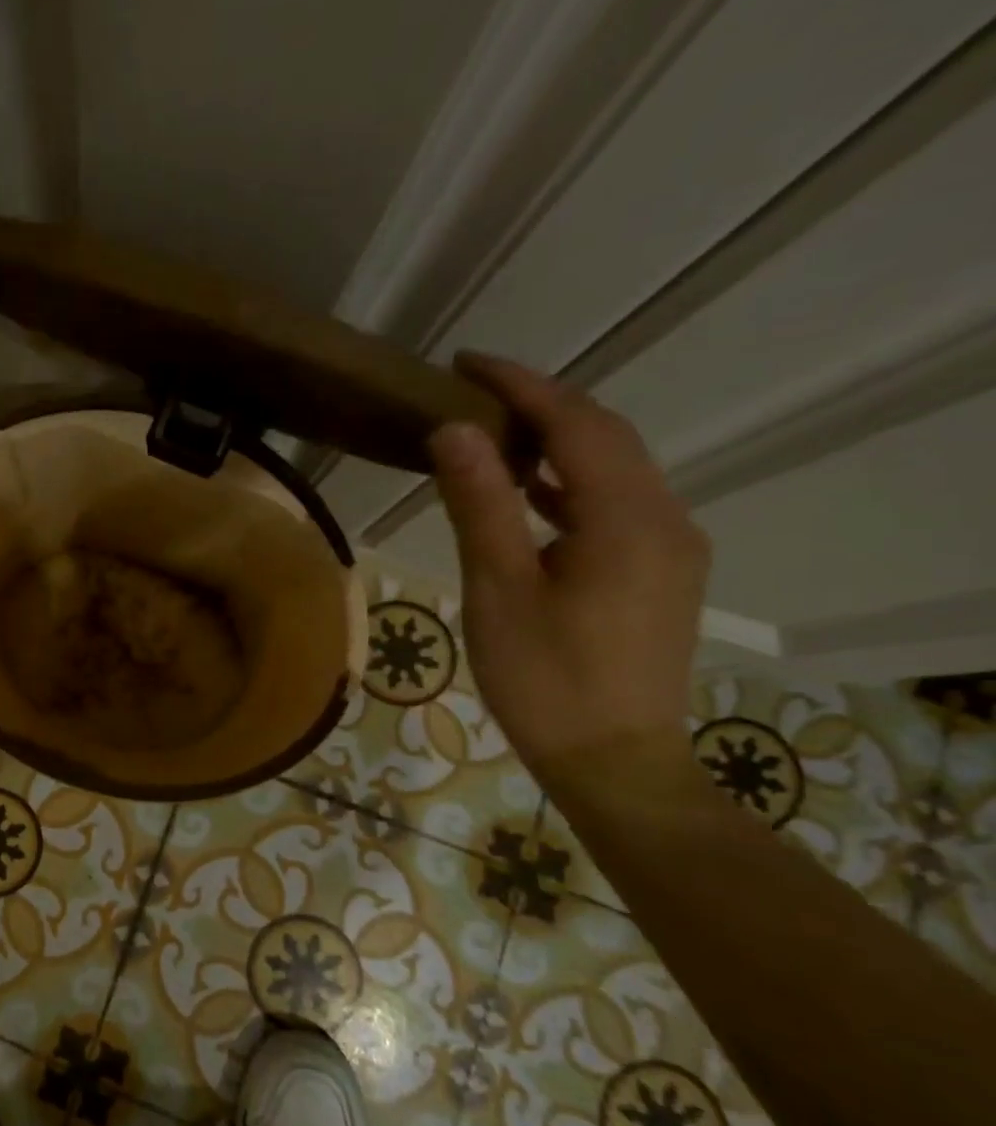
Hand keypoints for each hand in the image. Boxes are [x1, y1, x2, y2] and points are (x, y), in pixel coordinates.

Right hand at [427, 354, 710, 790]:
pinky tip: (530, 492)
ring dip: (556, 440)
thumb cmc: (545, 679)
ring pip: (613, 468)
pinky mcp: (661, 571)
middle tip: (471, 390)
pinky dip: (569, 482)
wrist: (615, 763)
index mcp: (627, 519)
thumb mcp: (499, 589)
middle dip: (540, 403)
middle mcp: (666, 518)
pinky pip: (616, 503)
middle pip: (605, 436)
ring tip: (491, 431)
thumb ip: (481, 504)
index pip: (577, 423)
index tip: (465, 363)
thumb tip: (454, 430)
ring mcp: (671, 546)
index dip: (522, 385)